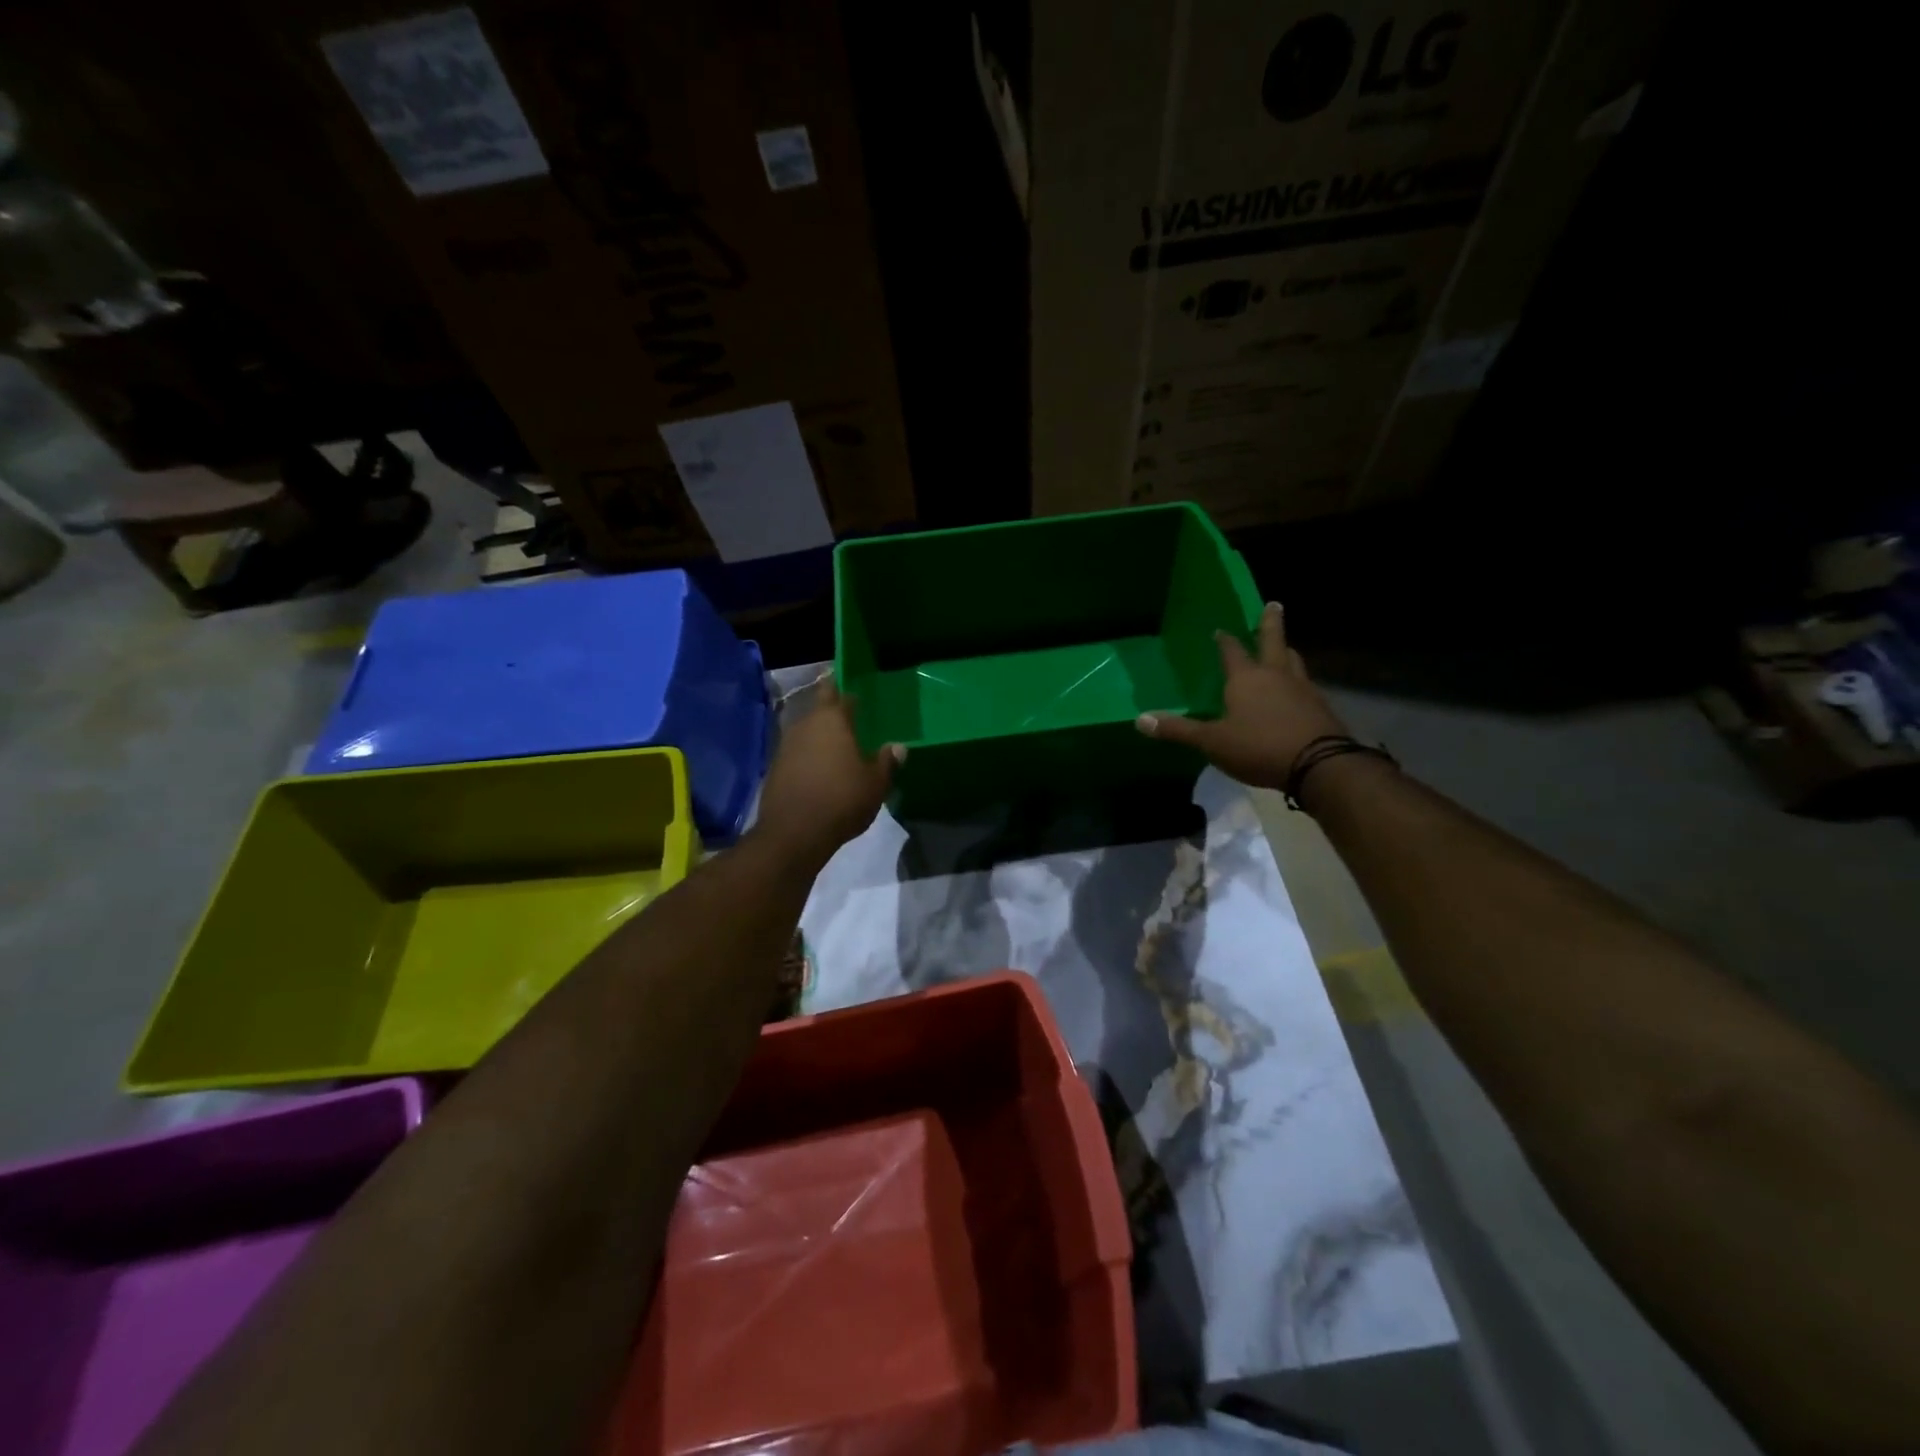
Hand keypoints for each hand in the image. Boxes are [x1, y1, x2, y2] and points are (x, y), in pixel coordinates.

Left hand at [753, 677, 902, 863]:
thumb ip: (887, 761)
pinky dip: (810, 756)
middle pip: (820, 710)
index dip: (845, 688)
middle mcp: (804, 725)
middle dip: (833, 711)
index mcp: (831, 719)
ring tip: (840, 746)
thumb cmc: (841, 799)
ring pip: (807, 732)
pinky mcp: (775, 768)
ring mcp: (785, 746)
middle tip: (852, 718)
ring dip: (821, 736)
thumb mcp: (875, 783)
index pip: (836, 690)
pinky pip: (798, 753)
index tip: (855, 689)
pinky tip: (822, 770)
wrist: (793, 834)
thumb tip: (898, 747)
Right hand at [1136, 602, 1348, 790]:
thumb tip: (1139, 720)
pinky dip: (1299, 682)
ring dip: (1287, 652)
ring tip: (1285, 649)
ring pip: (1294, 661)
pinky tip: (1297, 691)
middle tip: (1274, 604)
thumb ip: (1178, 730)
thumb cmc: (1258, 746)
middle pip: (1273, 641)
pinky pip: (1306, 686)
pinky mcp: (1320, 707)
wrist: (1318, 764)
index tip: (1219, 629)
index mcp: (1246, 678)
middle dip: (1271, 622)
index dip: (1224, 640)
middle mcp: (1275, 675)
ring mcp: (1302, 689)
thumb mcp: (1212, 742)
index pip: (1232, 651)